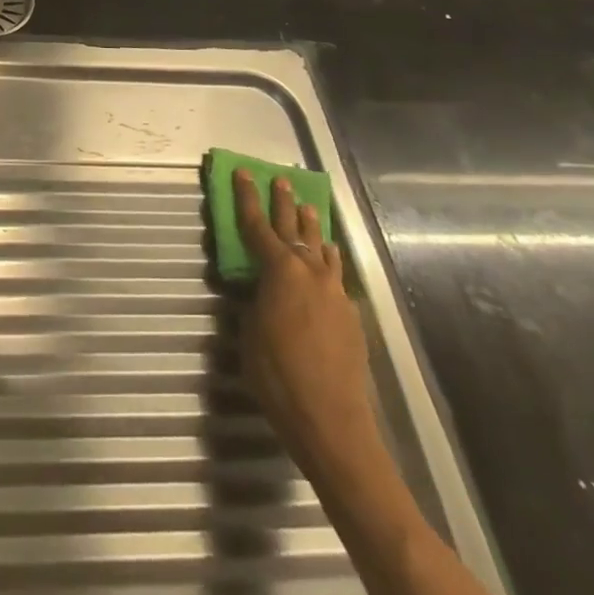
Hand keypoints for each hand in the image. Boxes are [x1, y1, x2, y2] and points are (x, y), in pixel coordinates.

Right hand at [236, 172, 374, 465]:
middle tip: (280, 179)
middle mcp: (310, 273)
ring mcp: (335, 293)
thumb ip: (252, 301)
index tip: (243, 172)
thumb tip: (256, 288)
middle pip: (294, 229)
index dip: (247, 198)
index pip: (258, 225)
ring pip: (321, 248)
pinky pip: (335, 274)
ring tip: (309, 208)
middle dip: (284, 202)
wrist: (332, 422)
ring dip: (312, 227)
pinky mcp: (350, 316)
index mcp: (279, 272)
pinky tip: (326, 260)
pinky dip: (327, 259)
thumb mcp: (249, 332)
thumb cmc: (277, 376)